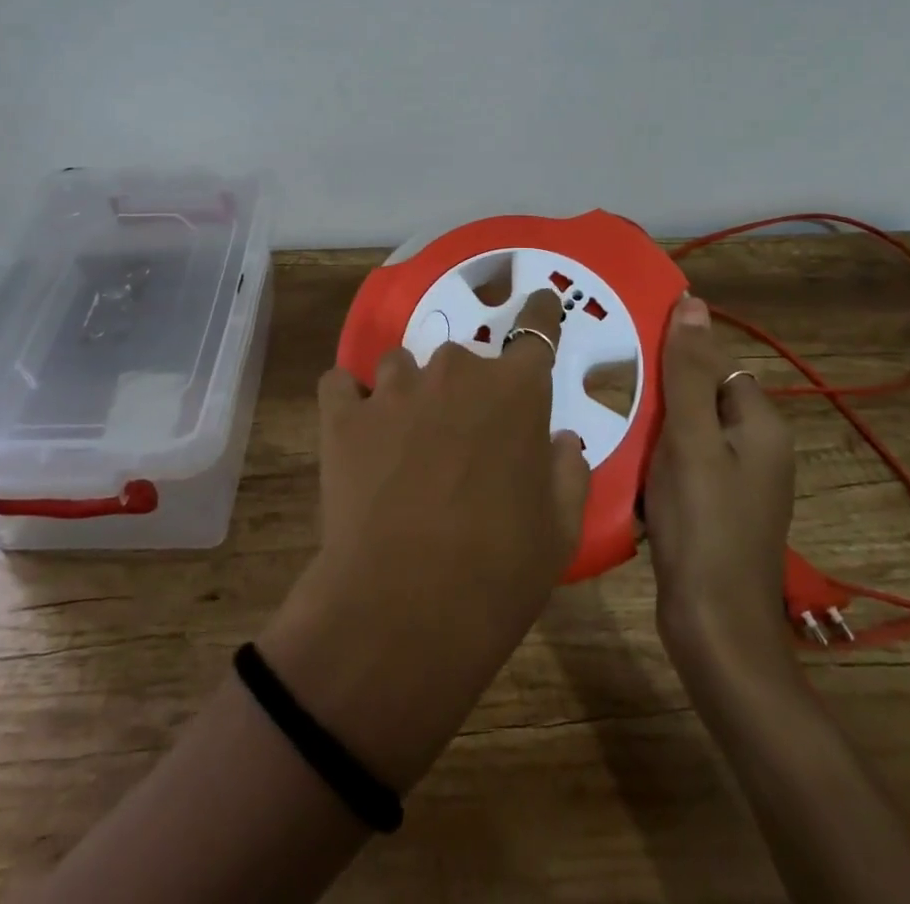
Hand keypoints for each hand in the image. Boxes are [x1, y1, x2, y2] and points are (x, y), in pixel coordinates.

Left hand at [260, 289, 589, 790]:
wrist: (406, 607)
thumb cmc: (499, 569)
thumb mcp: (560, 529)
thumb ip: (567, 472)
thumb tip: (560, 442)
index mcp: (516, 390)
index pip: (536, 330)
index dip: (540, 314)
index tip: (540, 302)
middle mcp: (455, 371)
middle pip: (464, 358)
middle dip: (466, 389)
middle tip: (462, 439)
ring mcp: (394, 389)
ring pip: (401, 365)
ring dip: (408, 392)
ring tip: (404, 439)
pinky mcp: (343, 414)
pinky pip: (342, 385)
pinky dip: (350, 401)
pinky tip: (355, 431)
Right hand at [643, 294, 800, 701]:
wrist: (712, 628)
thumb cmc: (703, 524)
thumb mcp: (690, 438)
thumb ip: (687, 371)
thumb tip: (693, 302)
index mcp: (761, 425)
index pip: (716, 365)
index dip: (675, 358)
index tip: (627, 355)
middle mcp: (756, 448)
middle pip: (699, 397)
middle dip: (657, 394)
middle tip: (609, 388)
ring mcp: (735, 482)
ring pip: (684, 432)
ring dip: (649, 427)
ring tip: (606, 421)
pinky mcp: (712, 509)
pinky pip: (679, 464)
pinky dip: (652, 460)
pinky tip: (620, 464)